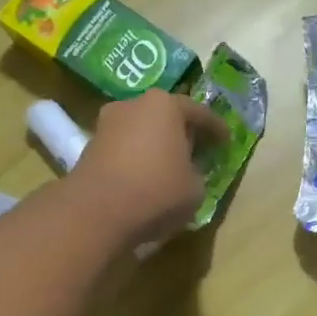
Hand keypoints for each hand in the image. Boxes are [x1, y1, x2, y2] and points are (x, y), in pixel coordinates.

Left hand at [74, 89, 227, 246]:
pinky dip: (137, 158)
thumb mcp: (195, 187)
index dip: (216, 129)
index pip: (199, 113)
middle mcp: (134, 104)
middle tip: (197, 149)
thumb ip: (196, 173)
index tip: (226, 141)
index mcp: (165, 105)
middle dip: (182, 132)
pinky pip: (124, 148)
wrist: (97, 211)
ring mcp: (108, 124)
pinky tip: (146, 176)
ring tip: (170, 165)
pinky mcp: (90, 146)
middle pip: (165, 116)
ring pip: (142, 131)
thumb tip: (187, 172)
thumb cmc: (157, 191)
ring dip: (156, 145)